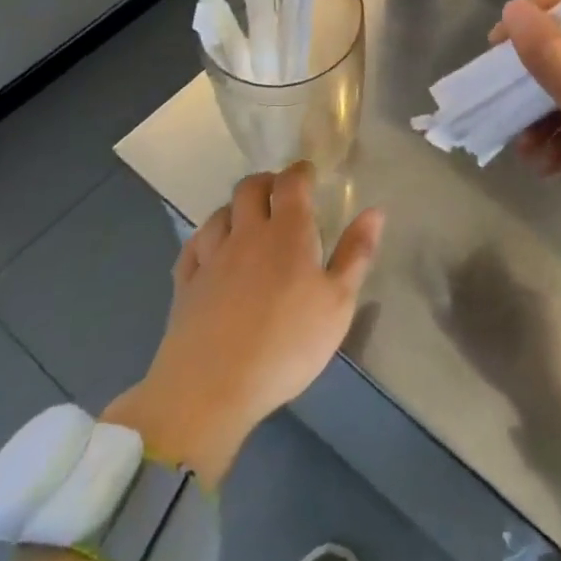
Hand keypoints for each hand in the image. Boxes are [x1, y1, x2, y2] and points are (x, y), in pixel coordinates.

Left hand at [104, 164, 382, 486]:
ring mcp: (211, 257)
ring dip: (235, 208)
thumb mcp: (338, 303)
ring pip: (219, 213)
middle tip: (280, 193)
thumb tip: (375, 210)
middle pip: (249, 188)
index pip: (291, 183)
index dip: (300, 172)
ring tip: (247, 220)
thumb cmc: (288, 344)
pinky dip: (206, 238)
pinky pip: (193, 245)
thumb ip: (356, 253)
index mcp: (288, 233)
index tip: (309, 174)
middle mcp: (246, 234)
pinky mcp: (185, 284)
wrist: (212, 388)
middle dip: (266, 182)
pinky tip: (212, 249)